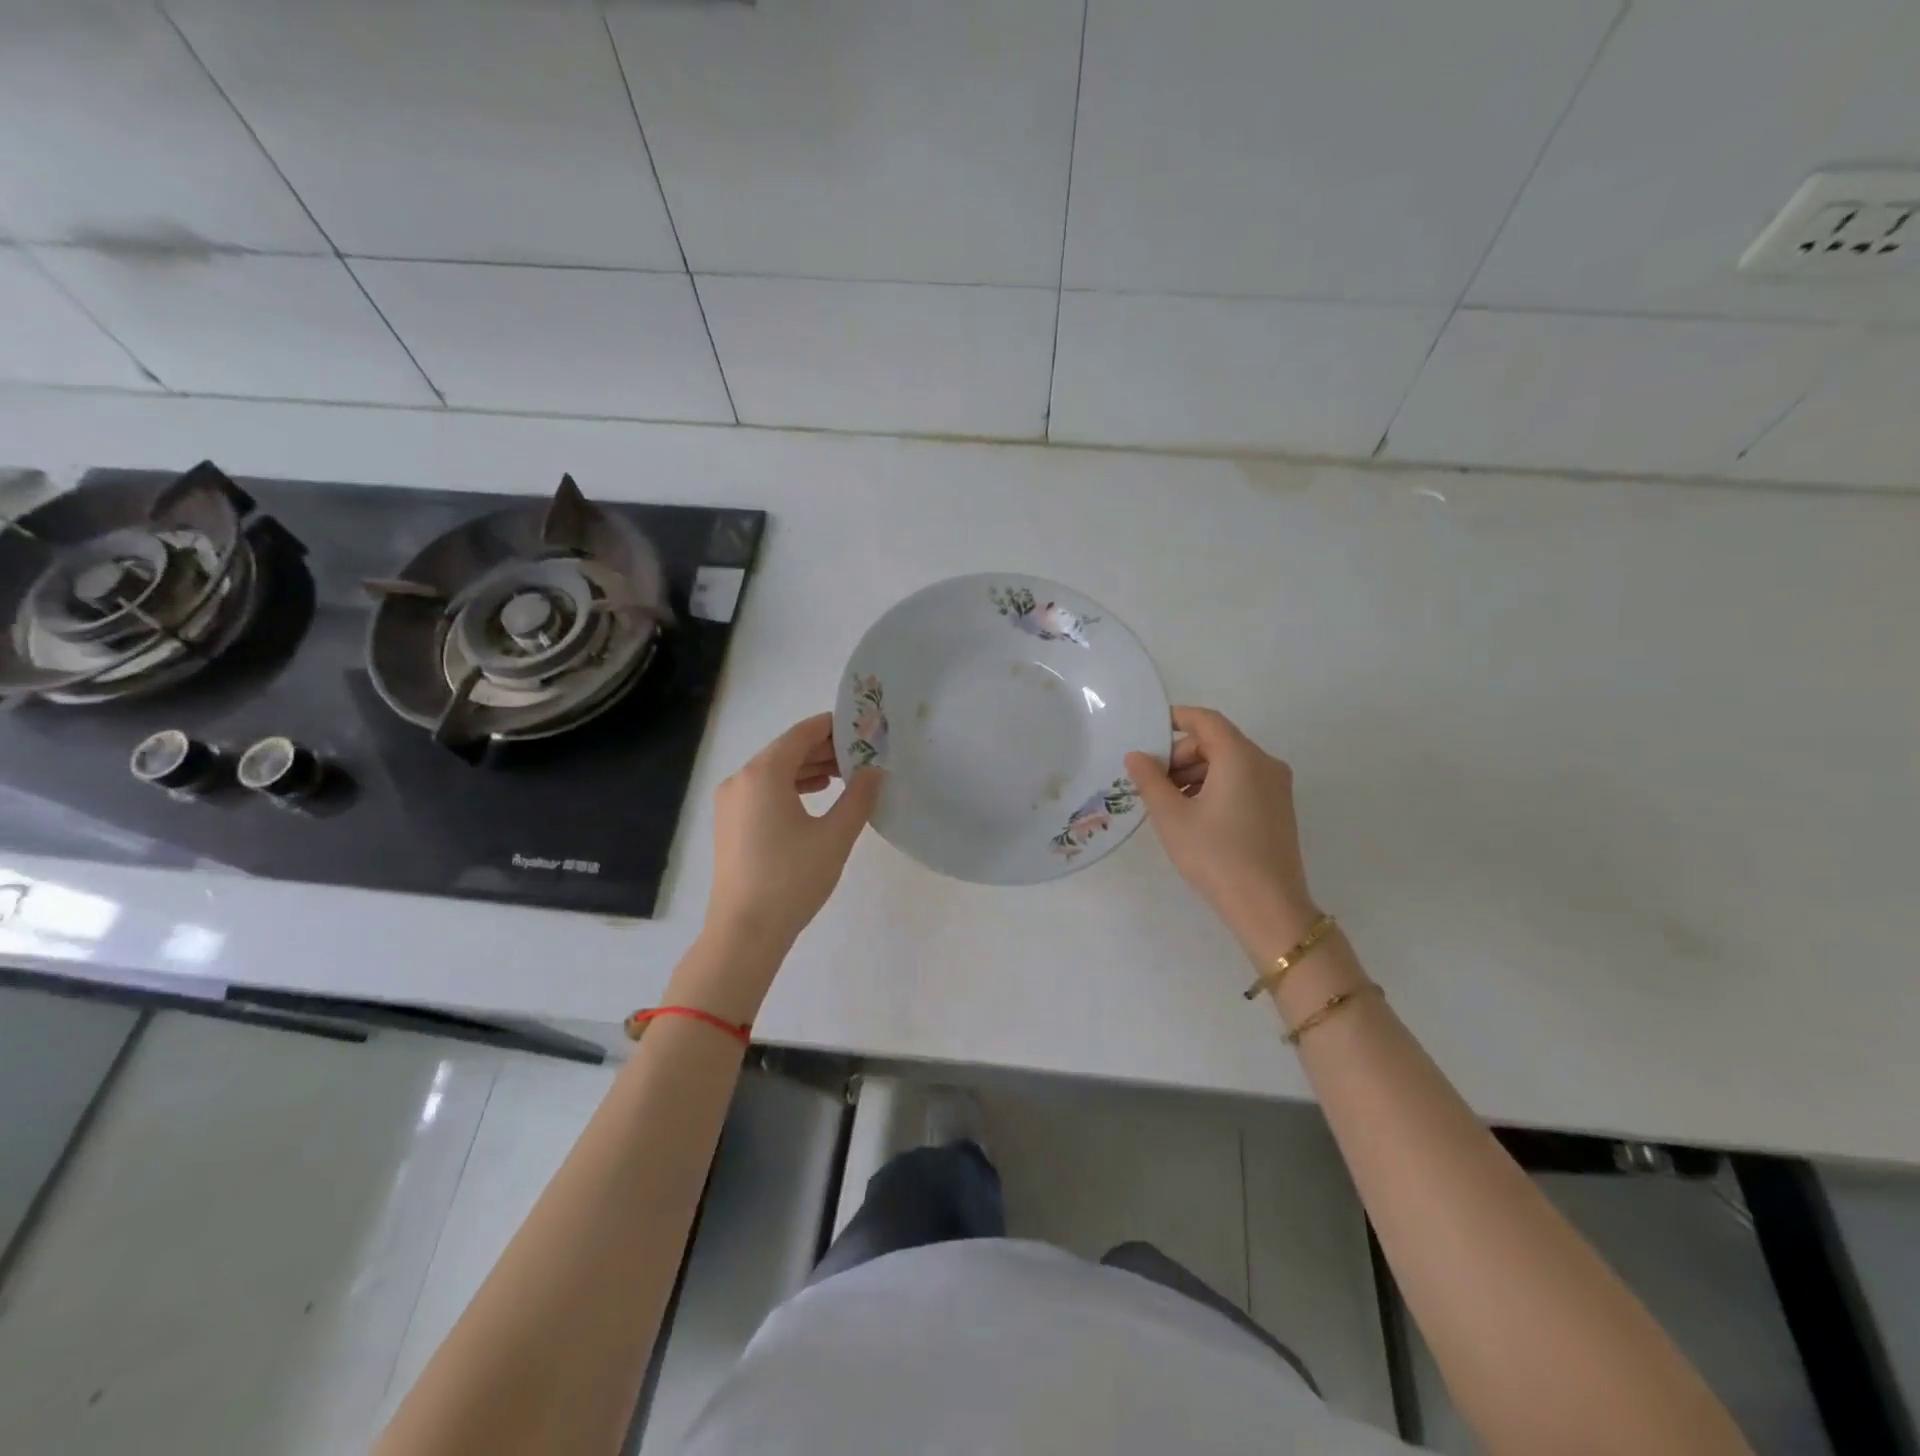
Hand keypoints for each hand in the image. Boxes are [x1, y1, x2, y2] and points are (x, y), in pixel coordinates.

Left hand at [703, 712, 882, 968]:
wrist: (744, 932)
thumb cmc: (792, 878)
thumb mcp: (835, 836)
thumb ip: (859, 797)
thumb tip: (874, 771)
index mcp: (763, 773)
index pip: (802, 734)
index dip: (833, 726)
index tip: (863, 728)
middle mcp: (740, 779)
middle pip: (786, 751)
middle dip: (824, 750)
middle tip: (862, 754)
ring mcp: (731, 803)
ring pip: (774, 772)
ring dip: (809, 769)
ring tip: (845, 776)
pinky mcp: (730, 824)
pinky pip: (763, 791)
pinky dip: (791, 787)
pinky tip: (815, 797)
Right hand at [1125, 707, 1319, 960]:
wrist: (1269, 908)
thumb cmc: (1216, 855)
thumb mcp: (1172, 817)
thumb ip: (1150, 780)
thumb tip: (1136, 756)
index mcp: (1241, 757)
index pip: (1205, 720)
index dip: (1175, 719)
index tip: (1147, 733)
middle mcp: (1265, 763)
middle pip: (1217, 742)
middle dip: (1181, 756)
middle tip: (1153, 783)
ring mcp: (1276, 787)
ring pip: (1229, 763)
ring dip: (1196, 774)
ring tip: (1169, 804)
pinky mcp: (1278, 809)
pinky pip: (1242, 782)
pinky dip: (1215, 787)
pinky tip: (1194, 816)